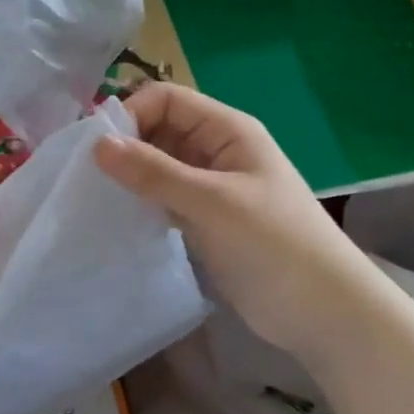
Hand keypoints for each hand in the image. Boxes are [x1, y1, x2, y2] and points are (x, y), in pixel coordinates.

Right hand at [94, 82, 366, 360]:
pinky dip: (142, 200)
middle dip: (126, 144)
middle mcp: (217, 150)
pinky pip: (164, 196)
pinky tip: (120, 216)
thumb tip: (97, 145)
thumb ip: (154, 172)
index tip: (98, 149)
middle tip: (89, 175)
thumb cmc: (274, 244)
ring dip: (131, 175)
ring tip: (98, 196)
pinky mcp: (205, 219)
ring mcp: (211, 186)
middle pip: (159, 129)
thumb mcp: (212, 202)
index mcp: (227, 130)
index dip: (132, 114)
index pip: (167, 100)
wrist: (324, 313)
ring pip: (159, 164)